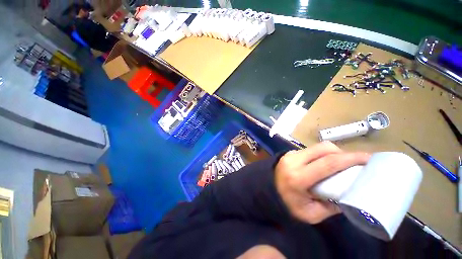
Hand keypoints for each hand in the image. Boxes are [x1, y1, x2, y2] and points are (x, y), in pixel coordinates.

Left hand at [275, 141, 369, 223]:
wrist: (267, 190)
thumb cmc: (287, 204)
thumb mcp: (310, 214)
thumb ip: (331, 207)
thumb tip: (348, 195)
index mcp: (297, 177)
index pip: (327, 163)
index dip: (350, 158)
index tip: (369, 158)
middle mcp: (293, 161)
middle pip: (323, 149)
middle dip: (343, 152)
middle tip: (355, 162)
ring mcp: (290, 155)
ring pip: (316, 147)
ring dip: (332, 153)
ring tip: (341, 163)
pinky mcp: (289, 153)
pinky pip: (310, 150)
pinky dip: (322, 154)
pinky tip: (325, 163)